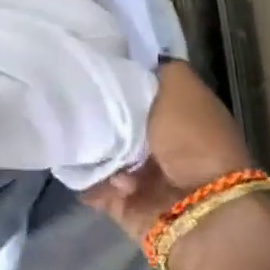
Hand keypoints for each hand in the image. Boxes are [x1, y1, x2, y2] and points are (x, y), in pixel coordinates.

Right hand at [82, 62, 252, 242]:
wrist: (197, 208)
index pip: (139, 86)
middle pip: (115, 118)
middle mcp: (161, 141)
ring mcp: (141, 174)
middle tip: (72, 99)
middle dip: (96, 112)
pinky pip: (91, 184)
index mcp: (180, 112)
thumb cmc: (192, 139)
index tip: (87, 63)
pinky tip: (86, 166)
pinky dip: (86, 178)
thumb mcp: (180, 87)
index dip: (116, 74)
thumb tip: (131, 61)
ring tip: (81, 137)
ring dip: (91, 147)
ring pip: (99, 150)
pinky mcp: (121, 201)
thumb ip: (156, 69)